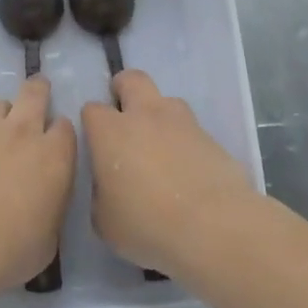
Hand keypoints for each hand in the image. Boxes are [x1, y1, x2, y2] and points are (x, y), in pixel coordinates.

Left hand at [0, 76, 76, 294]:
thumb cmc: (9, 252)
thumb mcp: (48, 240)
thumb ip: (50, 210)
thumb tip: (43, 205)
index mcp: (54, 158)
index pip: (65, 126)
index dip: (59, 132)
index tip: (54, 142)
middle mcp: (21, 133)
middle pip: (34, 93)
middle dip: (37, 90)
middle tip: (36, 94)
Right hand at [82, 70, 253, 278]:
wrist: (214, 227)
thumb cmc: (148, 224)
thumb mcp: (105, 222)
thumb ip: (101, 195)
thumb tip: (109, 186)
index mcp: (111, 132)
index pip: (92, 109)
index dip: (92, 123)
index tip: (95, 143)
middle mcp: (146, 115)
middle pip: (132, 80)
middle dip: (124, 90)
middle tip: (124, 118)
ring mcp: (183, 123)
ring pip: (167, 101)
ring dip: (159, 116)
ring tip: (160, 148)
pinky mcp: (212, 138)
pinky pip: (192, 130)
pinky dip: (185, 142)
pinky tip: (187, 171)